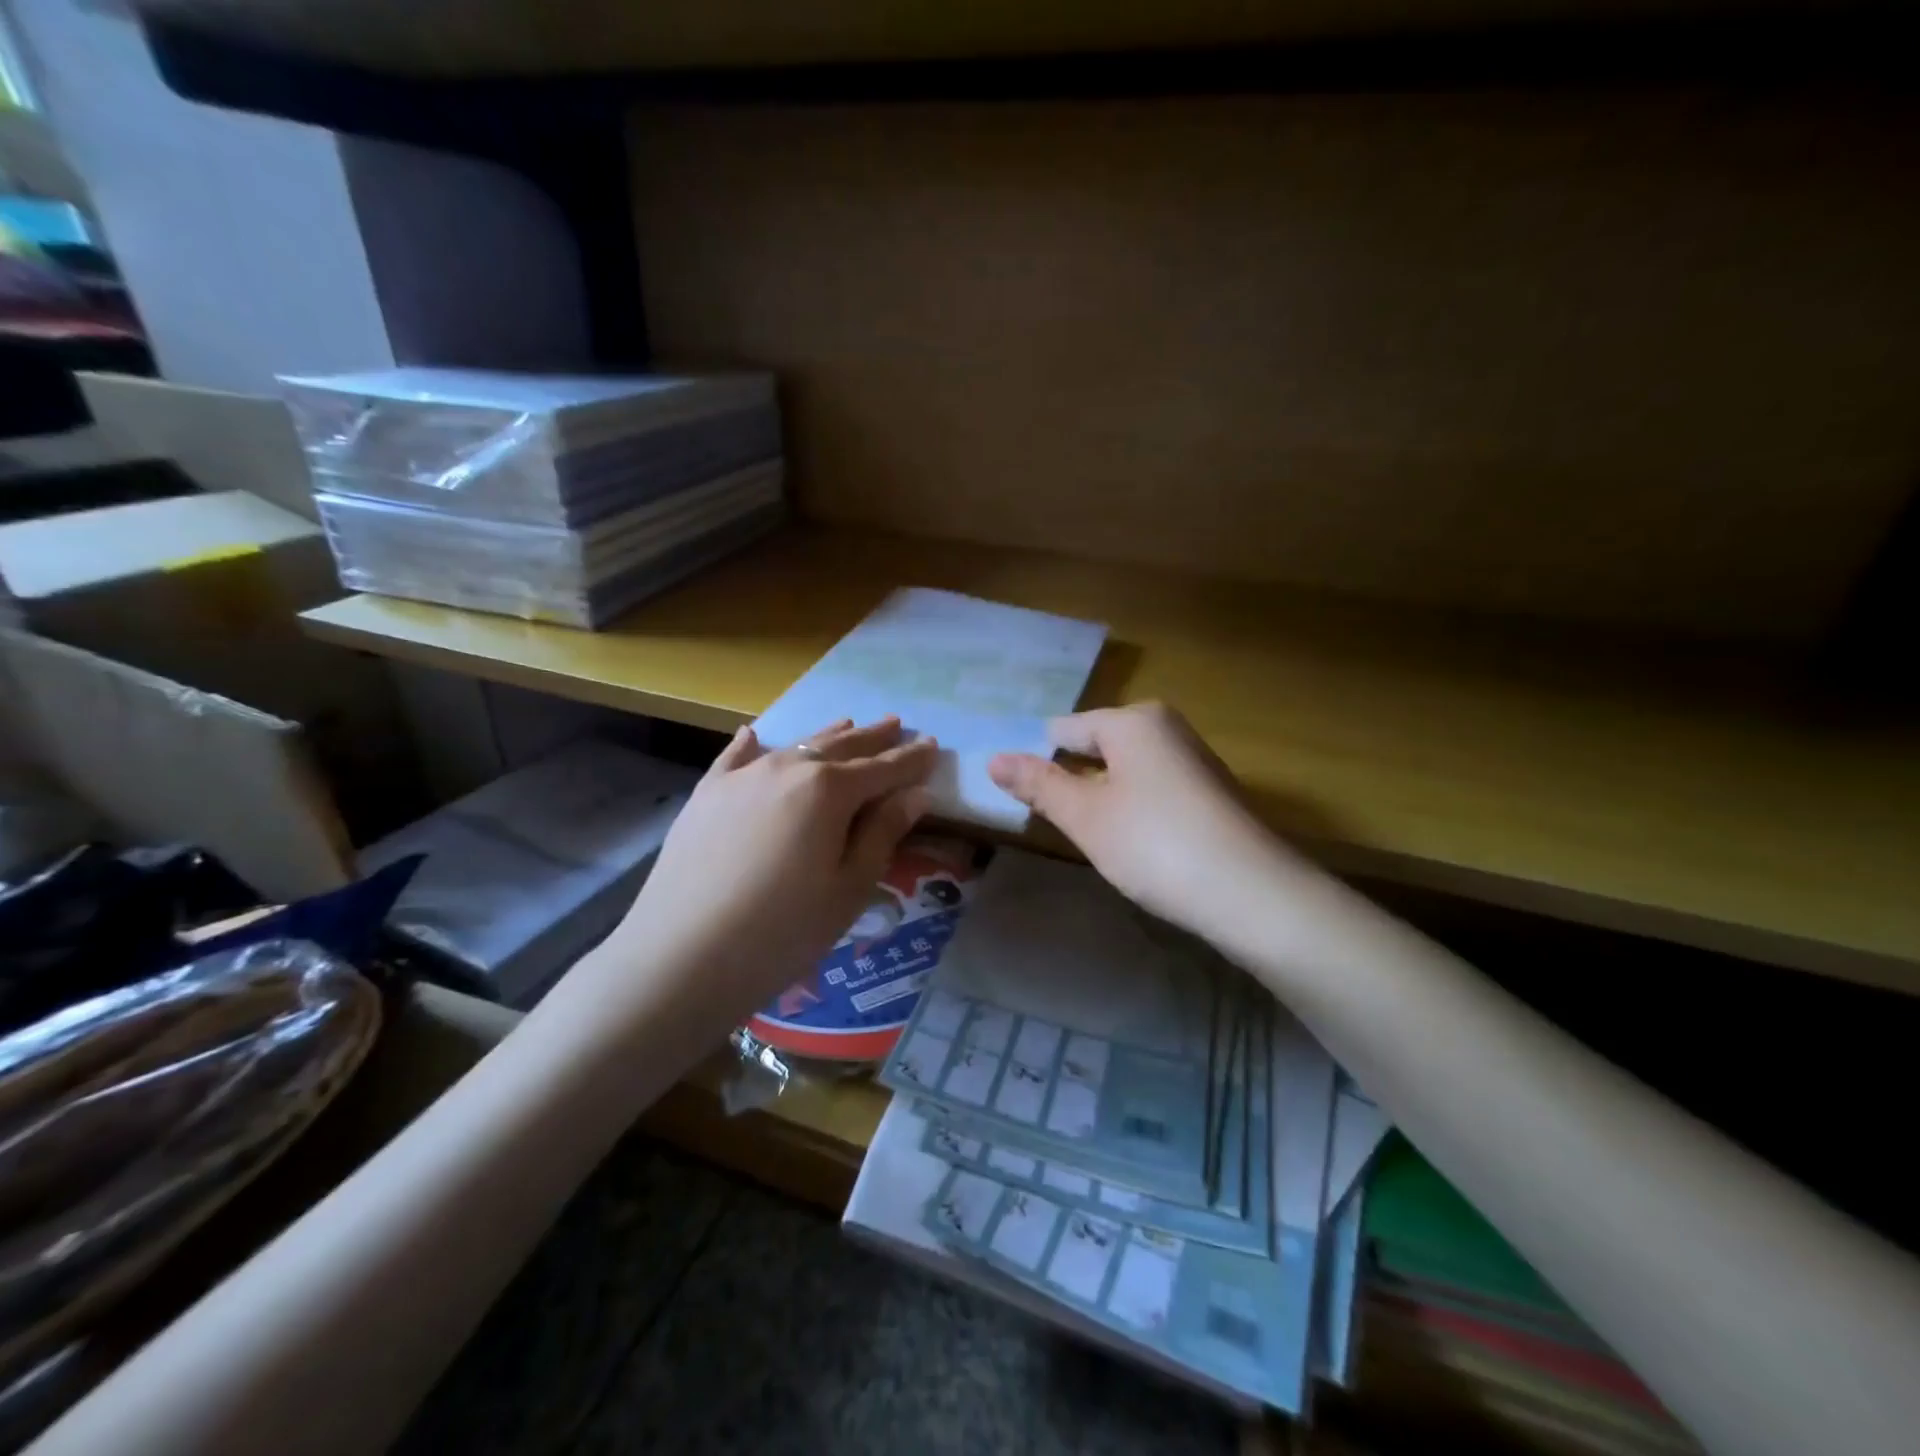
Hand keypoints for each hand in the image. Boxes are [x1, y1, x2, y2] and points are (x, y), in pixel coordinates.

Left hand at [610, 717, 937, 1021]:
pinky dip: (752, 745)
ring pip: (794, 747)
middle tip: (896, 724)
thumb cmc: (783, 931)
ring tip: (848, 724)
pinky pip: (735, 758)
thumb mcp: (849, 888)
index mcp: (830, 790)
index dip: (911, 759)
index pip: (883, 769)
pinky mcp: (706, 794)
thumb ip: (883, 834)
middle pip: (840, 747)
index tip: (933, 745)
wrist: (681, 955)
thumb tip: (915, 795)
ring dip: (825, 737)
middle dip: (872, 738)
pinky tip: (756, 735)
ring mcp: (741, 777)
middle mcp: (787, 768)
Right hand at [988, 703, 1306, 944]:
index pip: (1062, 730)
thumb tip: (993, 759)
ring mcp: (1193, 759)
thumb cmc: (1155, 845)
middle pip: (1095, 748)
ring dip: (1103, 800)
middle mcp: (1166, 727)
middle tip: (1059, 826)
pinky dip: (1135, 812)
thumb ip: (1039, 785)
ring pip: (1124, 771)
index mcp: (1132, 720)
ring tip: (1095, 840)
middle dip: (1073, 783)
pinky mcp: (1210, 792)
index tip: (1023, 802)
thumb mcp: (1086, 816)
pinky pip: (1153, 789)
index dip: (1038, 764)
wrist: (1253, 894)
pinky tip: (1136, 846)